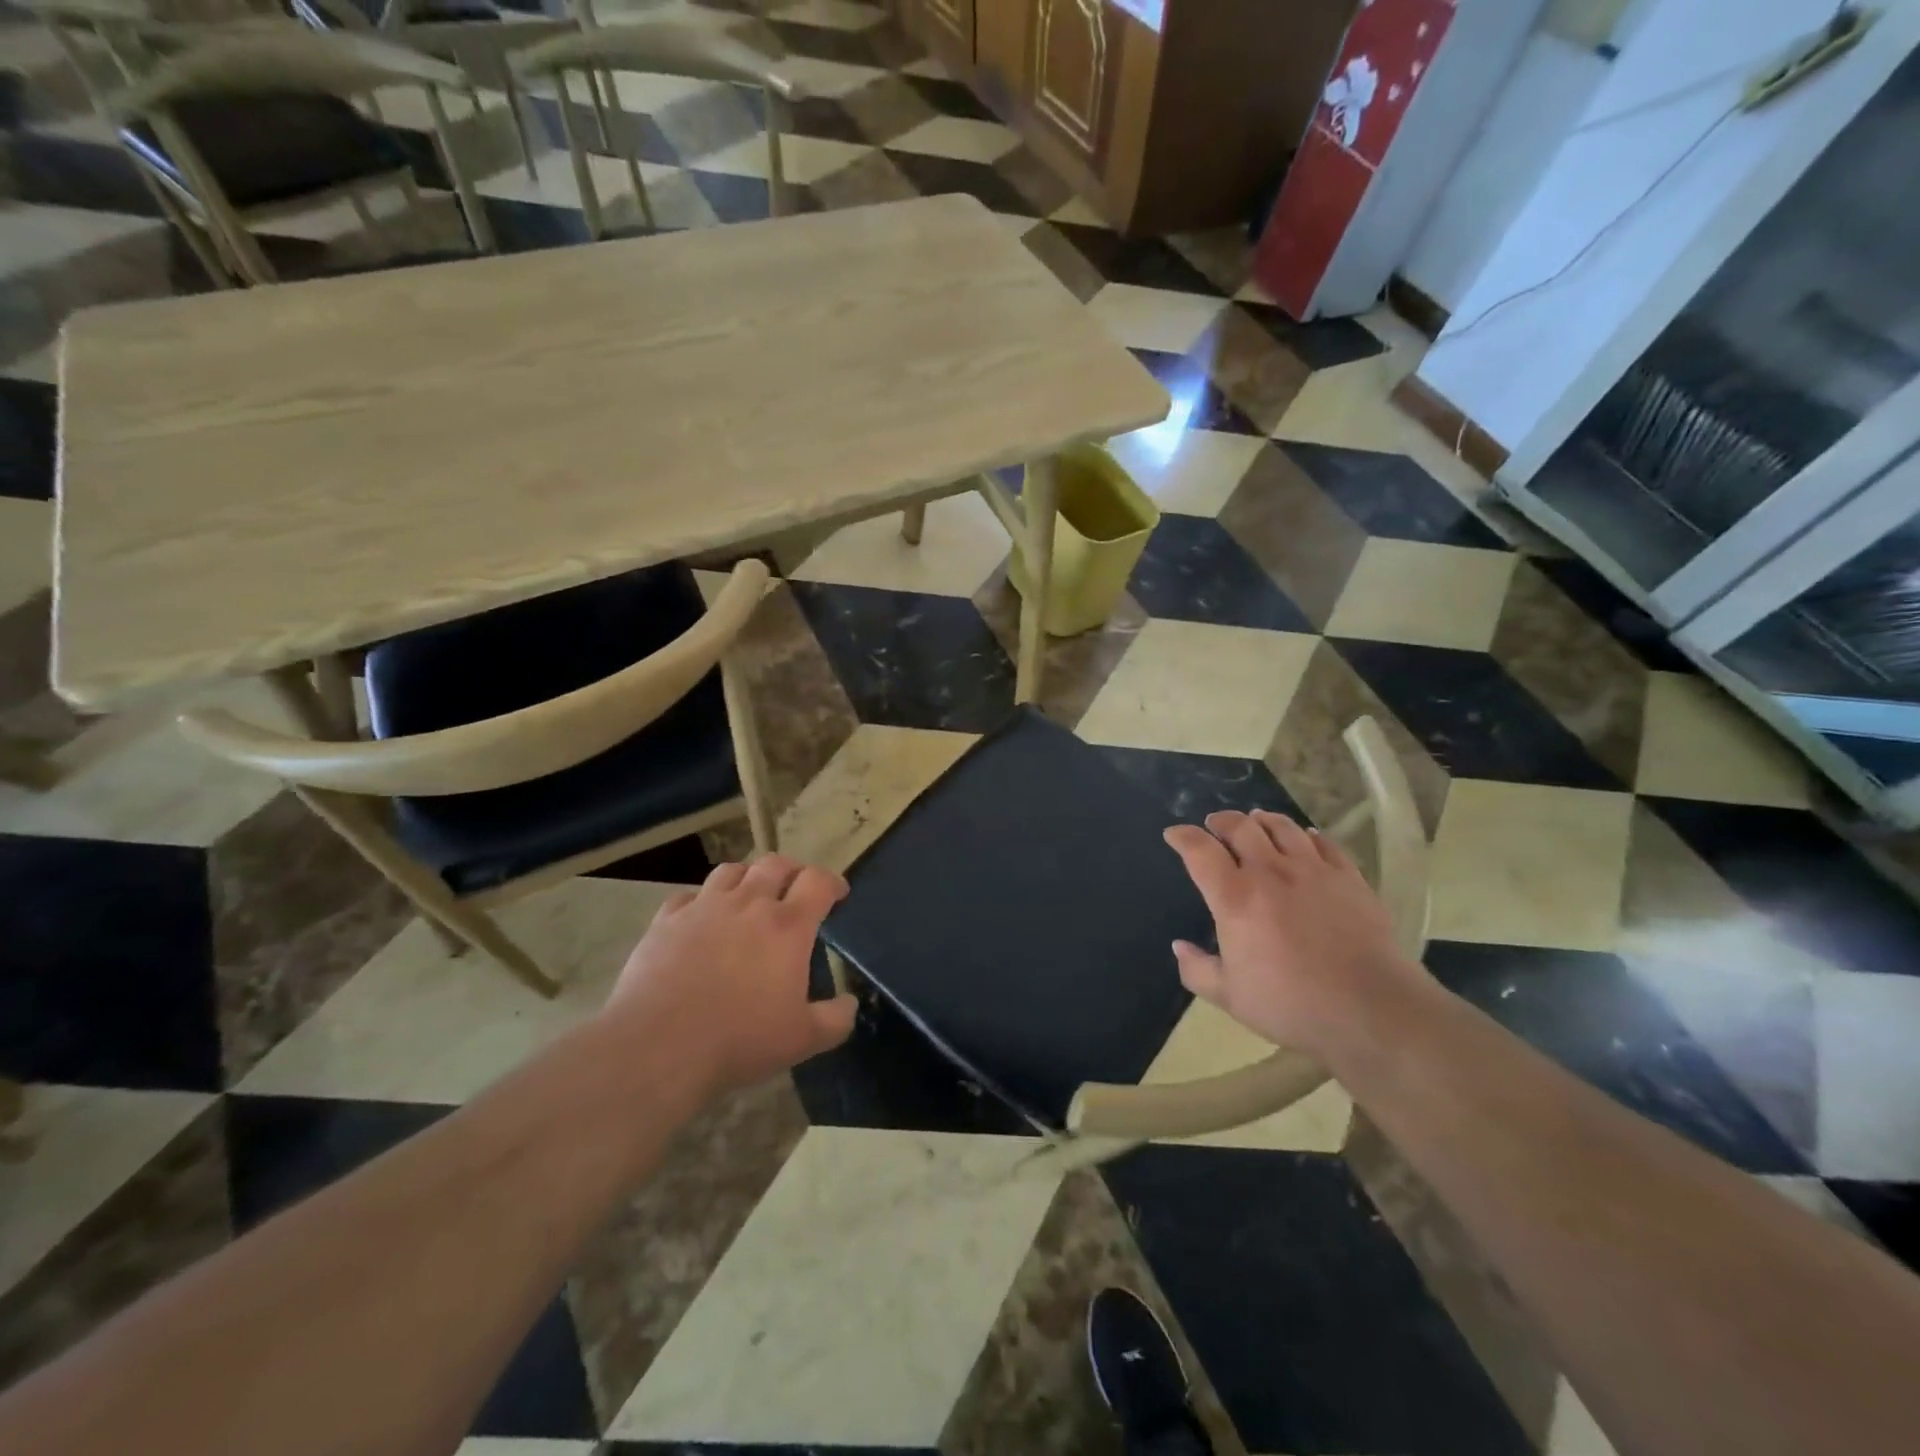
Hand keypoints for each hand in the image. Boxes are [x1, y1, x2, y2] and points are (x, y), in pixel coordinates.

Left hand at [603, 855, 858, 1097]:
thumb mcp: (803, 1040)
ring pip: (731, 871)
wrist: (659, 1047)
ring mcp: (704, 907)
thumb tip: (850, 1004)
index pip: (818, 881)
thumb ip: (836, 1019)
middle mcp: (749, 903)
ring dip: (747, 878)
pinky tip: (701, 920)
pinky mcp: (666, 920)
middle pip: (776, 864)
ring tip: (749, 896)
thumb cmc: (740, 1040)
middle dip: (792, 871)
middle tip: (795, 890)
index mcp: (788, 925)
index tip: (837, 895)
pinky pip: (688, 895)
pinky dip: (702, 901)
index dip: (833, 883)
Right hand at [1163, 810, 1427, 1058]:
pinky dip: (1307, 836)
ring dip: (1262, 820)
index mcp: (1235, 897)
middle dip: (1221, 820)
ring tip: (1255, 822)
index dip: (1182, 836)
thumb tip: (1179, 947)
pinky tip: (1305, 839)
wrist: (1371, 1010)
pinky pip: (1324, 843)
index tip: (1173, 834)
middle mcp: (1270, 872)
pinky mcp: (1349, 877)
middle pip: (1241, 827)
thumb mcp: (1230, 997)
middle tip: (1214, 824)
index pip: (1200, 851)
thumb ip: (1197, 970)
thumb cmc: (1292, 1005)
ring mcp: (1313, 870)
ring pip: (1282, 827)